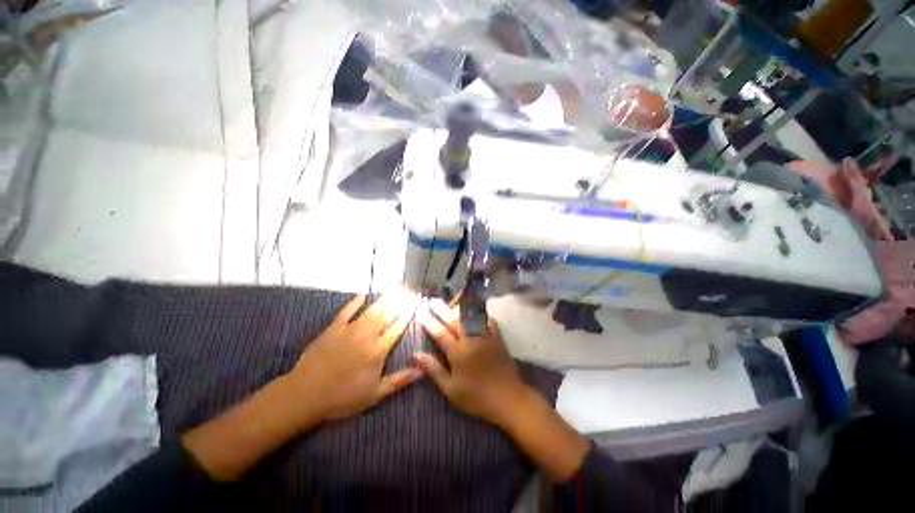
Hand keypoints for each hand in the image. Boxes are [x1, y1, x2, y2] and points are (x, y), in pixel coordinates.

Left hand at [287, 292, 422, 423]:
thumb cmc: (343, 397)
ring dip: (384, 299)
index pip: (397, 328)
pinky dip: (354, 302)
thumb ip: (399, 381)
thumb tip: (422, 370)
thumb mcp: (374, 394)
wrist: (305, 394)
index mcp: (378, 351)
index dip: (407, 316)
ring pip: (371, 311)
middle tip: (408, 289)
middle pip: (386, 315)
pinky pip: (346, 311)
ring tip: (394, 288)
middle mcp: (367, 336)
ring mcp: (350, 330)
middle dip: (399, 302)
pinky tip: (362, 294)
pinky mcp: (333, 328)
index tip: (415, 304)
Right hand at [413, 299, 531, 428]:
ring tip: (450, 304)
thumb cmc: (476, 397)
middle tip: (432, 301)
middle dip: (441, 310)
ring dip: (458, 309)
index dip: (430, 323)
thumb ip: (434, 369)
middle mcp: (471, 339)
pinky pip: (486, 319)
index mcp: (458, 353)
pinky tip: (474, 312)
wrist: (508, 398)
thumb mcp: (451, 388)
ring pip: (469, 317)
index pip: (440, 333)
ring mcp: (485, 336)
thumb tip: (416, 355)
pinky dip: (478, 314)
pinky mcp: (497, 336)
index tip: (421, 314)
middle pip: (454, 320)